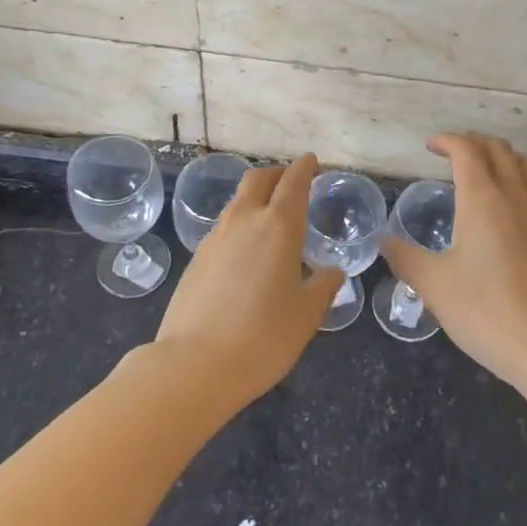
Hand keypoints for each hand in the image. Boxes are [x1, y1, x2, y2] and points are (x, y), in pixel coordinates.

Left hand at [152, 153, 343, 406]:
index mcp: (278, 226)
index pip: (293, 182)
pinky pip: (223, 228)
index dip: (304, 168)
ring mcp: (215, 238)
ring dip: (256, 198)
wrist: (194, 364)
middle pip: (258, 179)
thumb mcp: (307, 314)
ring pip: (238, 202)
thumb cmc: (263, 336)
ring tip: (271, 218)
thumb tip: (332, 272)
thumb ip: (323, 286)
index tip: (312, 161)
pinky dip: (240, 225)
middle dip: (277, 173)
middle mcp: (244, 221)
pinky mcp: (196, 259)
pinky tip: (246, 252)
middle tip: (292, 182)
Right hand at [382, 133, 526, 390]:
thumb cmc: (484, 311)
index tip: (429, 147)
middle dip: (472, 142)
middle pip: (498, 148)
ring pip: (524, 163)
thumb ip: (404, 257)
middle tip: (450, 155)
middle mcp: (513, 196)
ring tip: (480, 169)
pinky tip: (503, 204)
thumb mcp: (433, 285)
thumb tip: (383, 241)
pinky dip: (517, 176)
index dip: (447, 140)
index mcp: (482, 199)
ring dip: (500, 155)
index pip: (467, 150)